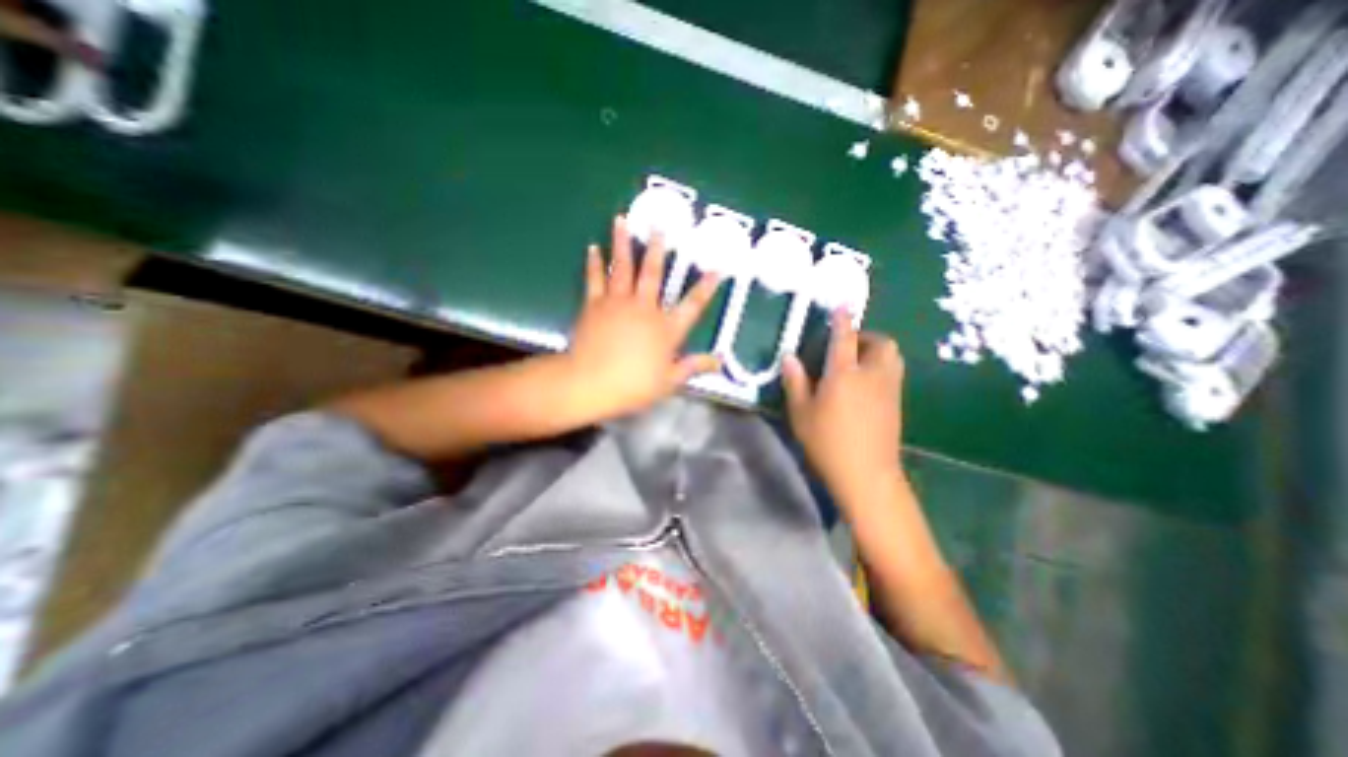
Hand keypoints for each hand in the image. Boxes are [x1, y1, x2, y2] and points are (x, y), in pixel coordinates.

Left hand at [563, 217, 719, 421]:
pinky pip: (595, 278)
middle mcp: (645, 308)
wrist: (591, 383)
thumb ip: (693, 366)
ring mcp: (618, 303)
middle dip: (658, 248)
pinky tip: (593, 247)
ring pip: (623, 267)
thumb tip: (719, 361)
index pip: (692, 305)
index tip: (716, 270)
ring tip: (621, 219)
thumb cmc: (633, 385)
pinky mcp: (595, 304)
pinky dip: (594, 262)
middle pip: (653, 274)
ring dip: (623, 243)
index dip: (705, 288)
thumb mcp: (669, 381)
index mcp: (666, 328)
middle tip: (659, 225)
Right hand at [780, 311, 904, 506]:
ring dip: (877, 351)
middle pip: (881, 343)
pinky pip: (894, 373)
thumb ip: (795, 382)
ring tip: (857, 363)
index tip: (841, 307)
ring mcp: (889, 389)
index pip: (844, 338)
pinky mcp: (897, 404)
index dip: (842, 320)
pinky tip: (865, 384)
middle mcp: (872, 374)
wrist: (866, 474)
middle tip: (848, 346)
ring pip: (892, 357)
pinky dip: (882, 368)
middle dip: (867, 337)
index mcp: (844, 373)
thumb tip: (789, 357)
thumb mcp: (801, 413)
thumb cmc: (827, 442)